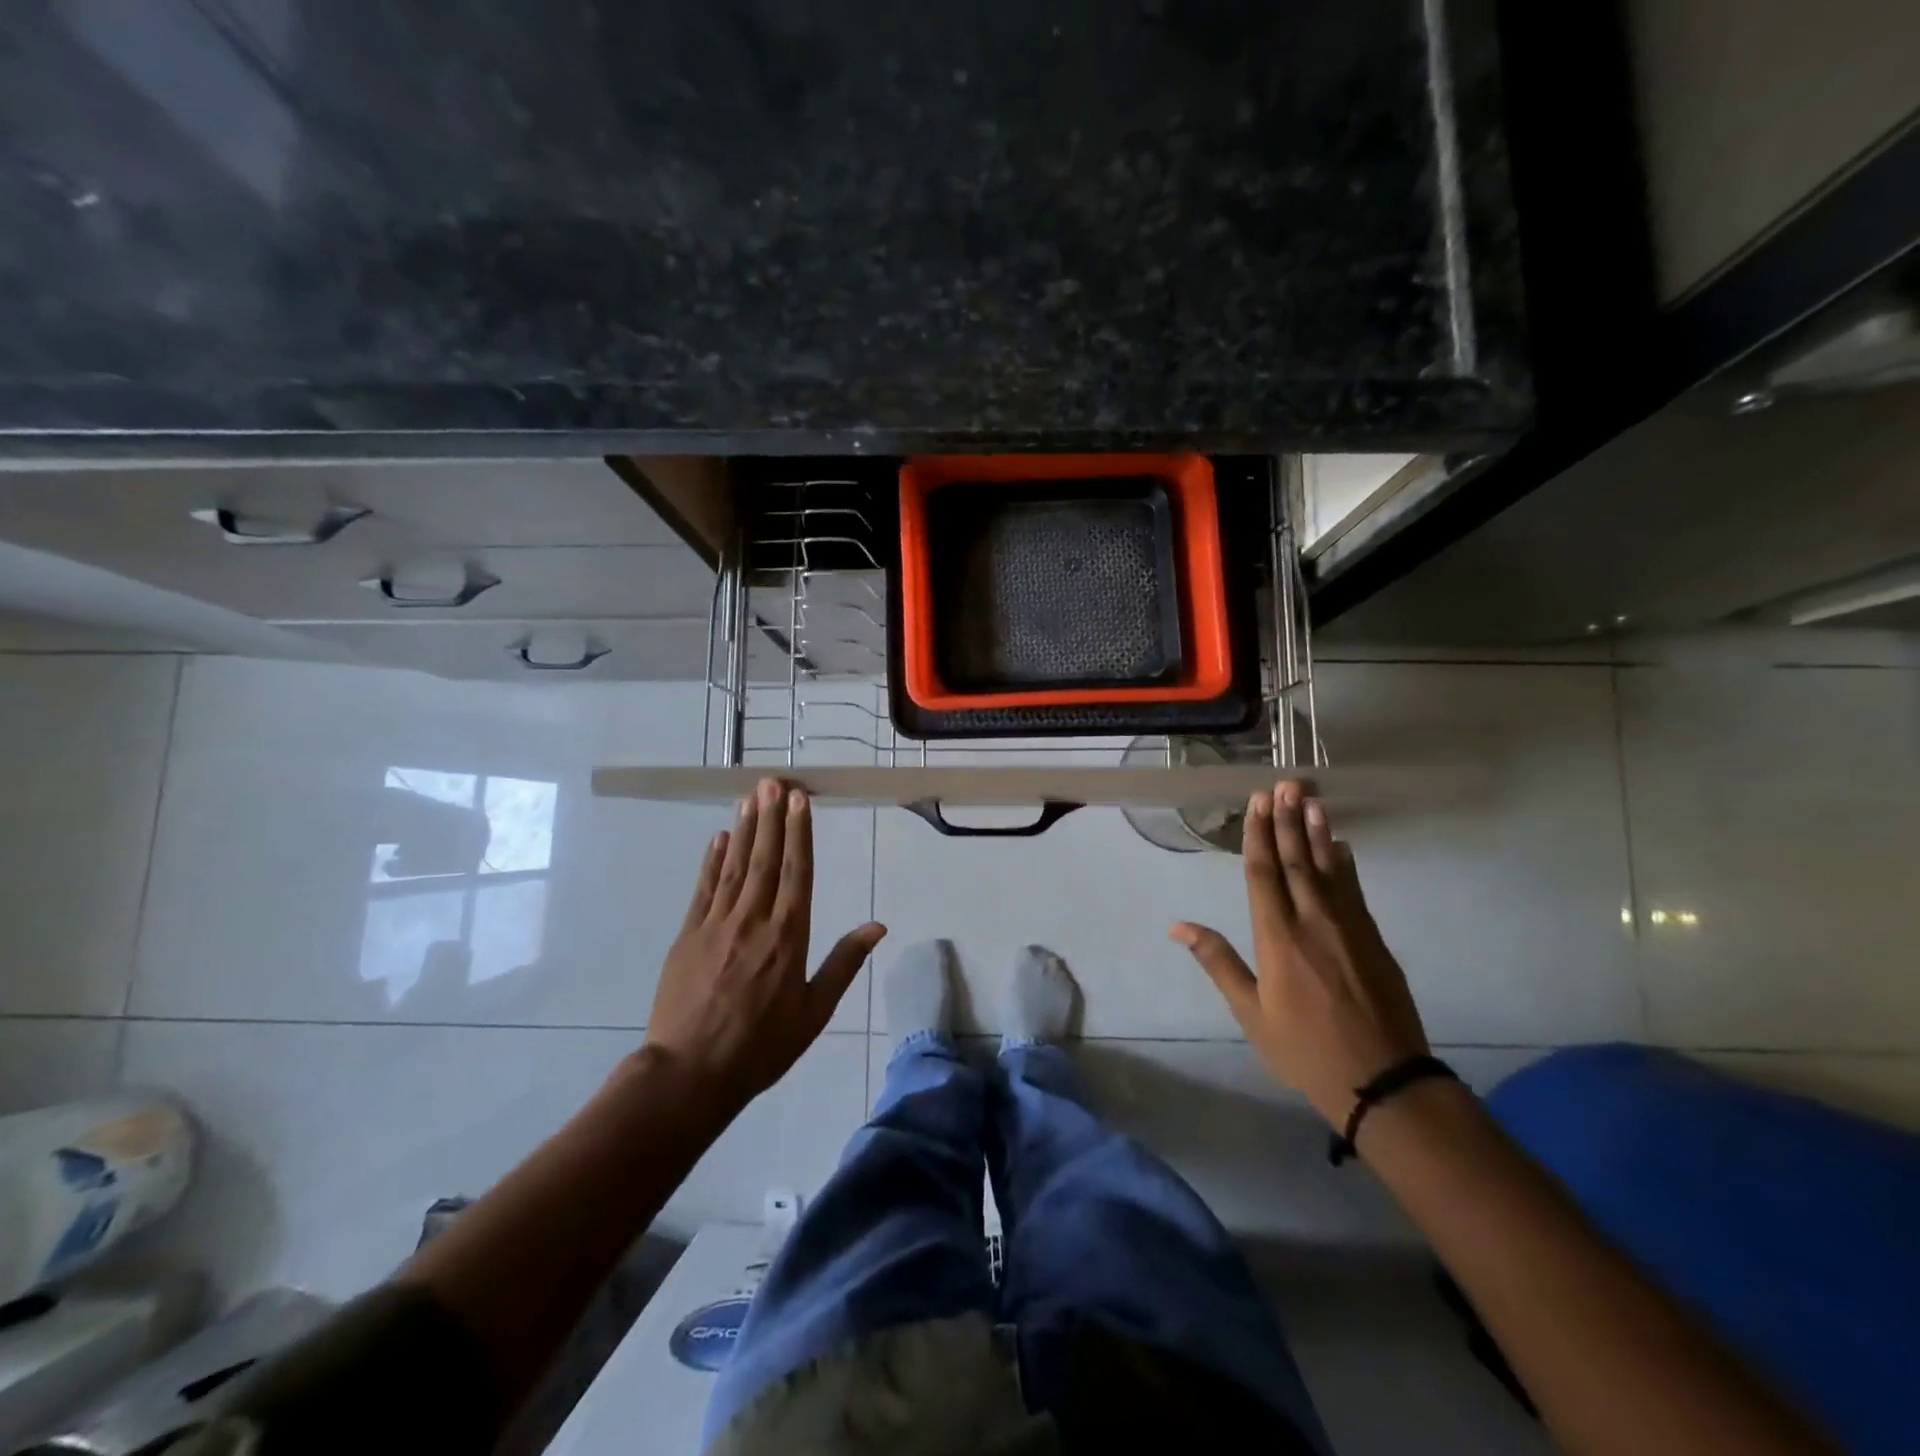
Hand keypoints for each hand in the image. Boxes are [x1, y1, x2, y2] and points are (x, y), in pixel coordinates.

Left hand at [643, 778, 886, 1115]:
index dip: (799, 832)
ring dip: (744, 830)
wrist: (690, 1074)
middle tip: (773, 781)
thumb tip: (877, 926)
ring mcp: (716, 924)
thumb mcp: (814, 1012)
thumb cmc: (761, 1046)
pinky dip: (712, 861)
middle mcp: (754, 920)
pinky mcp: (688, 935)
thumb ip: (844, 964)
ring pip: (735, 866)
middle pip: (765, 858)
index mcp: (789, 936)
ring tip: (750, 797)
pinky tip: (718, 838)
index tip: (799, 799)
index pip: (798, 872)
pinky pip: (704, 888)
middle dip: (771, 817)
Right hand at [1171, 780, 1428, 1125]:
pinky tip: (1341, 846)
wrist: (1383, 1080)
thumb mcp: (1251, 1013)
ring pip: (1329, 868)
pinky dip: (1345, 863)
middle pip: (1297, 860)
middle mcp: (1313, 921)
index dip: (1259, 835)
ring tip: (1311, 798)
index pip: (1264, 874)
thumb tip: (1178, 926)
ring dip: (1318, 831)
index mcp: (1277, 938)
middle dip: (1288, 819)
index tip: (1257, 802)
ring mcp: (1349, 927)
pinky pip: (1354, 889)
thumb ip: (1218, 962)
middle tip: (1284, 783)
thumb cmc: (1304, 1049)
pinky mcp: (1374, 939)